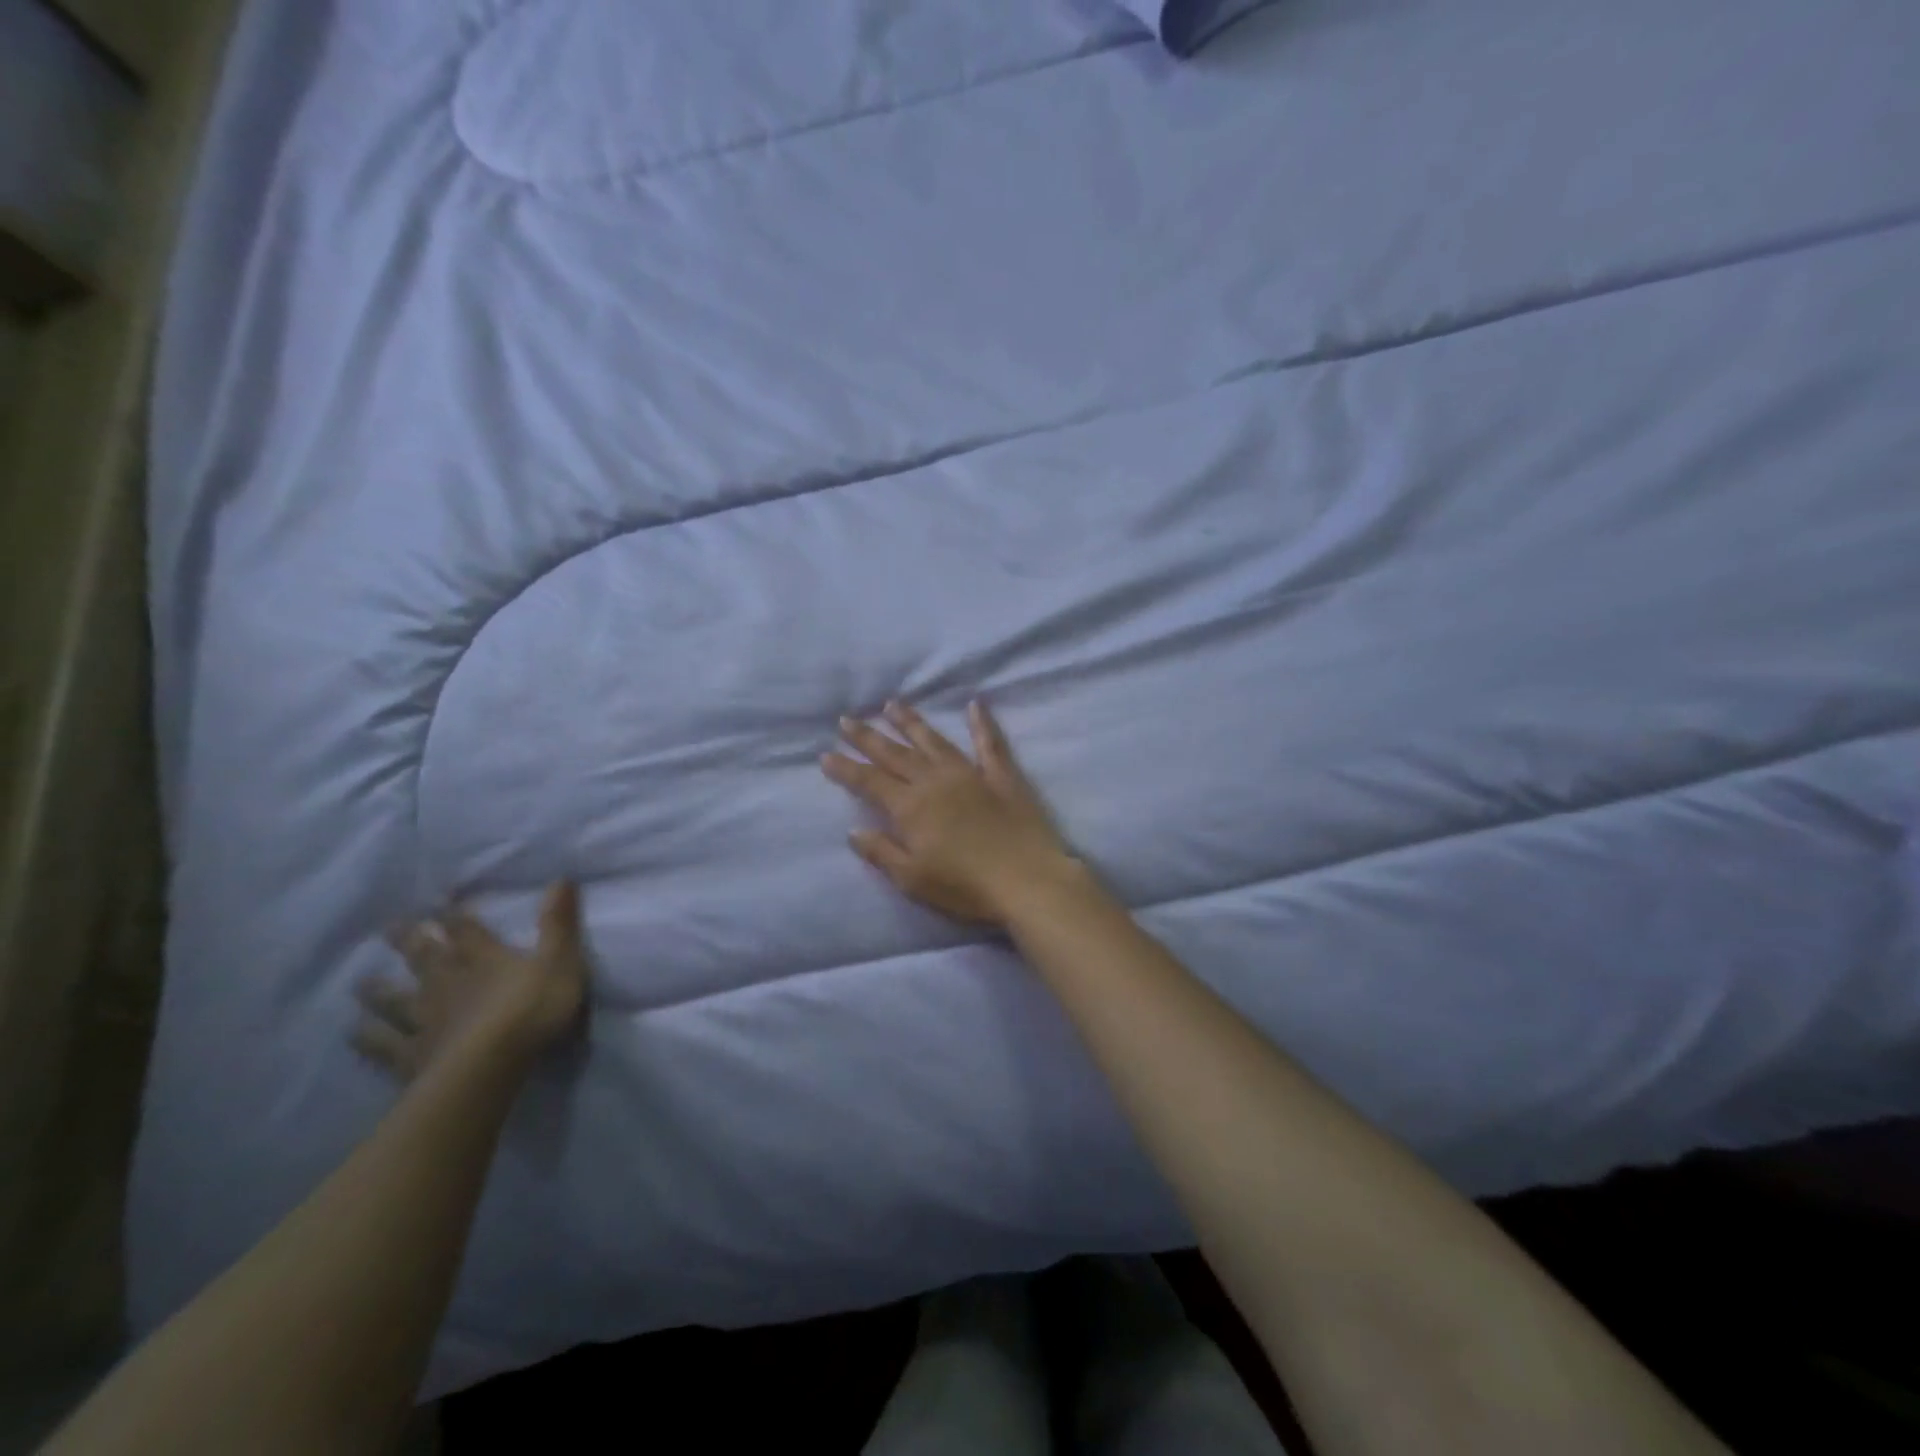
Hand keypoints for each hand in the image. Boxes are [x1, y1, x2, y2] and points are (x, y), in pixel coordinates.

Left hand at [356, 882, 589, 1078]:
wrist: (490, 1065)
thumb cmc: (532, 1009)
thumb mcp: (561, 960)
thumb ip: (559, 922)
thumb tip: (561, 878)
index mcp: (485, 958)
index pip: (467, 929)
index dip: (453, 914)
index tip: (437, 899)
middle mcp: (448, 982)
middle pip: (425, 957)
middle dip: (410, 940)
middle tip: (390, 926)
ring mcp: (425, 1020)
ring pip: (396, 1000)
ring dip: (379, 990)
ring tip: (361, 983)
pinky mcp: (412, 1056)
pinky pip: (384, 1045)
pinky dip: (368, 1038)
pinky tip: (354, 1033)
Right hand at [822, 701, 1075, 924]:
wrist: (1027, 880)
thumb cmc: (965, 887)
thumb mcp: (913, 879)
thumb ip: (881, 852)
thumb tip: (854, 830)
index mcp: (911, 807)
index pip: (869, 782)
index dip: (846, 768)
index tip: (826, 754)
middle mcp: (935, 781)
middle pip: (895, 754)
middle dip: (868, 736)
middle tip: (847, 719)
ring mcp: (970, 773)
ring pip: (933, 740)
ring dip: (910, 722)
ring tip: (891, 704)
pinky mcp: (1002, 775)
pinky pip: (989, 742)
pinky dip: (982, 722)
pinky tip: (975, 704)